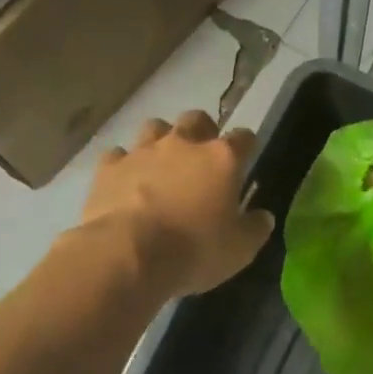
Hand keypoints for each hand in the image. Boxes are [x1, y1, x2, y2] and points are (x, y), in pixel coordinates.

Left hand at [81, 111, 274, 296]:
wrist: (128, 254)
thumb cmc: (194, 250)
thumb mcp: (239, 250)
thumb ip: (255, 228)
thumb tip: (263, 216)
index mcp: (221, 159)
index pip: (243, 138)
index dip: (246, 145)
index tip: (246, 158)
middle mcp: (183, 144)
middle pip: (196, 119)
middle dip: (202, 131)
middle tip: (202, 156)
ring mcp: (143, 151)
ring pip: (155, 127)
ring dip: (161, 140)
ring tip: (162, 164)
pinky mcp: (109, 167)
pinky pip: (118, 155)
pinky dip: (124, 165)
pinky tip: (126, 181)